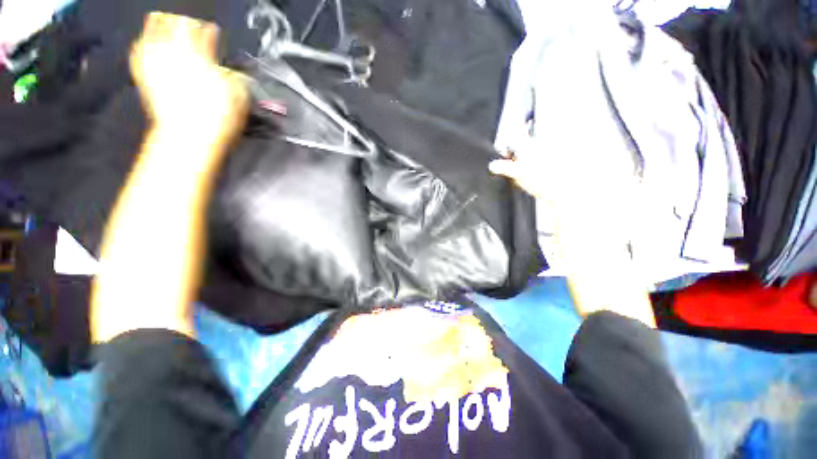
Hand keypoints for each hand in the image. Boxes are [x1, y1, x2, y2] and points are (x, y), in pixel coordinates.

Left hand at [129, 12, 248, 146]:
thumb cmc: (218, 116)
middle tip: (190, 29)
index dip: (209, 30)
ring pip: (154, 27)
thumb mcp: (240, 96)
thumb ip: (236, 77)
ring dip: (163, 26)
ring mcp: (156, 60)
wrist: (189, 136)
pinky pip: (139, 48)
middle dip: (185, 24)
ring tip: (170, 30)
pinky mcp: (143, 73)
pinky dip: (145, 42)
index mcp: (201, 53)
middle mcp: (175, 50)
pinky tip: (149, 43)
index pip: (203, 30)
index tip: (213, 33)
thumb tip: (233, 72)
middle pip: (176, 22)